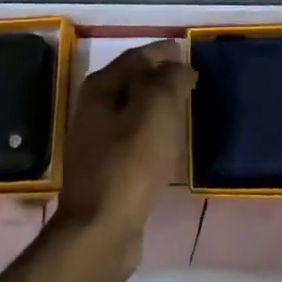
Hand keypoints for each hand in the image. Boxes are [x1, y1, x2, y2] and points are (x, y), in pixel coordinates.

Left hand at [52, 41, 195, 265]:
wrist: (101, 229)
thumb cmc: (130, 162)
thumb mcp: (157, 109)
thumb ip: (170, 79)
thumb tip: (179, 66)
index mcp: (102, 86)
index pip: (137, 56)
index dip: (163, 52)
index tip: (187, 53)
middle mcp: (93, 107)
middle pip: (132, 81)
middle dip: (160, 77)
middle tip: (189, 80)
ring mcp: (96, 139)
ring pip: (132, 109)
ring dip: (156, 105)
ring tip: (183, 108)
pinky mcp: (105, 168)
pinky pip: (133, 137)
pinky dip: (151, 131)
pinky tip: (166, 142)